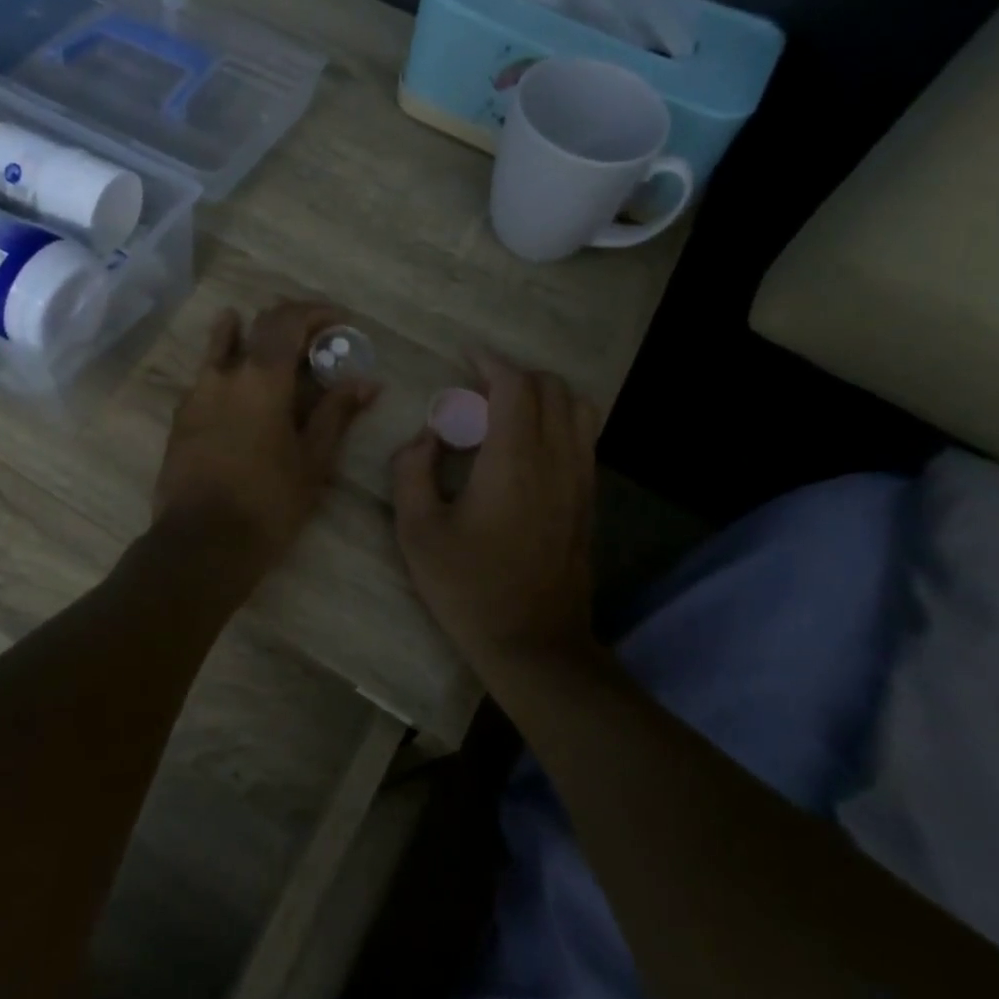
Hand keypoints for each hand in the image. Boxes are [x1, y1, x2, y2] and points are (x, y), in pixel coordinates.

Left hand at [154, 301, 378, 566]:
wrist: (202, 543)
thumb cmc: (268, 502)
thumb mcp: (313, 460)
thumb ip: (337, 413)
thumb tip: (367, 381)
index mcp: (262, 378)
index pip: (288, 321)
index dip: (316, 312)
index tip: (340, 321)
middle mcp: (225, 373)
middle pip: (257, 326)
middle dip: (289, 322)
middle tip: (314, 337)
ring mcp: (196, 393)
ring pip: (222, 345)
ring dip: (248, 334)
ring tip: (268, 345)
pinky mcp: (181, 417)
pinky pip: (207, 376)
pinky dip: (228, 367)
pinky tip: (239, 387)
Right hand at [392, 352, 597, 669]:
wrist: (533, 643)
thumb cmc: (468, 587)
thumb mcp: (417, 531)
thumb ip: (411, 470)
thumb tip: (425, 437)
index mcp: (514, 460)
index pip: (515, 386)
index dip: (490, 362)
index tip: (466, 356)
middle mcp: (556, 459)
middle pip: (552, 388)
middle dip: (514, 376)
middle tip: (477, 392)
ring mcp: (580, 480)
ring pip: (578, 409)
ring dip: (543, 396)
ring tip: (507, 413)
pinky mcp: (588, 500)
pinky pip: (583, 438)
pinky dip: (559, 421)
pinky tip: (528, 447)